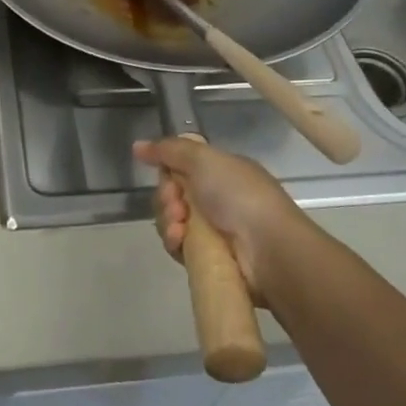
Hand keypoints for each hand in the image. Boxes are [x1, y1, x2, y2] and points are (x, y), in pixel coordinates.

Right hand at [134, 137, 311, 302]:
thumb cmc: (239, 195)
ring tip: (181, 226)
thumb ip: (168, 150)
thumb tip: (137, 146)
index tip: (168, 177)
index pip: (181, 169)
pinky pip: (178, 247)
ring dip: (168, 221)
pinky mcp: (208, 259)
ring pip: (172, 222)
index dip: (168, 173)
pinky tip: (181, 240)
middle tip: (177, 205)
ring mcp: (213, 231)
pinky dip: (175, 242)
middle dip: (167, 199)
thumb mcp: (204, 159)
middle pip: (172, 196)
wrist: (268, 248)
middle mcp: (217, 200)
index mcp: (221, 174)